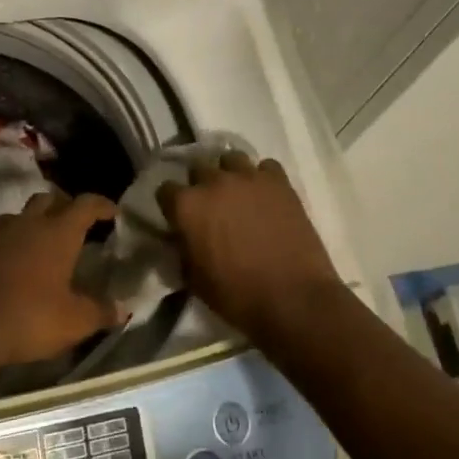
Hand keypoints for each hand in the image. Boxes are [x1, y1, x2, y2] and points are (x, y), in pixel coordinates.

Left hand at [0, 191, 119, 370]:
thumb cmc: (29, 318)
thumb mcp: (74, 322)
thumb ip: (100, 312)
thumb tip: (123, 309)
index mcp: (58, 233)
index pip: (85, 204)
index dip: (101, 205)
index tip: (112, 211)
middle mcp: (27, 224)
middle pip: (48, 199)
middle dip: (63, 206)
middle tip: (74, 224)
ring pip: (17, 216)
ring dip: (31, 224)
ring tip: (39, 244)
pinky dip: (5, 247)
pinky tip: (7, 267)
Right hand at [158, 153, 341, 338]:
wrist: (293, 299)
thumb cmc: (237, 296)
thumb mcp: (194, 279)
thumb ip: (183, 249)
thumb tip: (182, 237)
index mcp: (187, 206)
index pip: (165, 190)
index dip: (171, 204)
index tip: (178, 217)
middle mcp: (214, 182)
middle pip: (198, 169)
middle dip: (200, 185)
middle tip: (210, 207)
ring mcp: (249, 177)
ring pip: (231, 159)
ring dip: (230, 174)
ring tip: (238, 195)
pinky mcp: (280, 182)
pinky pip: (266, 167)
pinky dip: (263, 178)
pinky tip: (266, 196)